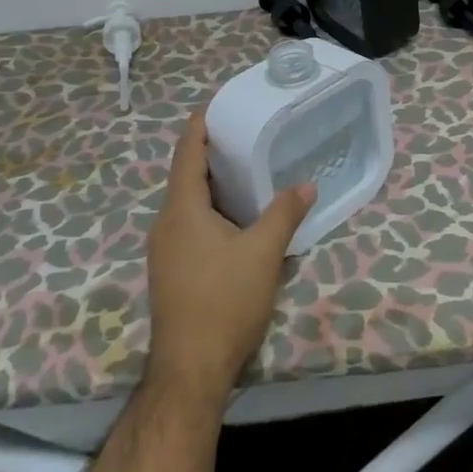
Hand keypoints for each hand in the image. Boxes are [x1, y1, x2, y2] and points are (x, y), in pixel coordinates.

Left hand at [145, 105, 316, 400]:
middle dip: (214, 151)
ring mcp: (165, 249)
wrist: (191, 370)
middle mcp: (167, 223)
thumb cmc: (224, 301)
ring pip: (189, 202)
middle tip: (248, 132)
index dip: (201, 123)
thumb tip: (306, 184)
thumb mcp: (264, 252)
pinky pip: (191, 224)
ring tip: (249, 169)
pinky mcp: (172, 270)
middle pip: (187, 174)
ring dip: (215, 183)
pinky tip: (239, 218)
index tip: (220, 101)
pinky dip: (213, 209)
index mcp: (182, 209)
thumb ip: (285, 213)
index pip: (188, 150)